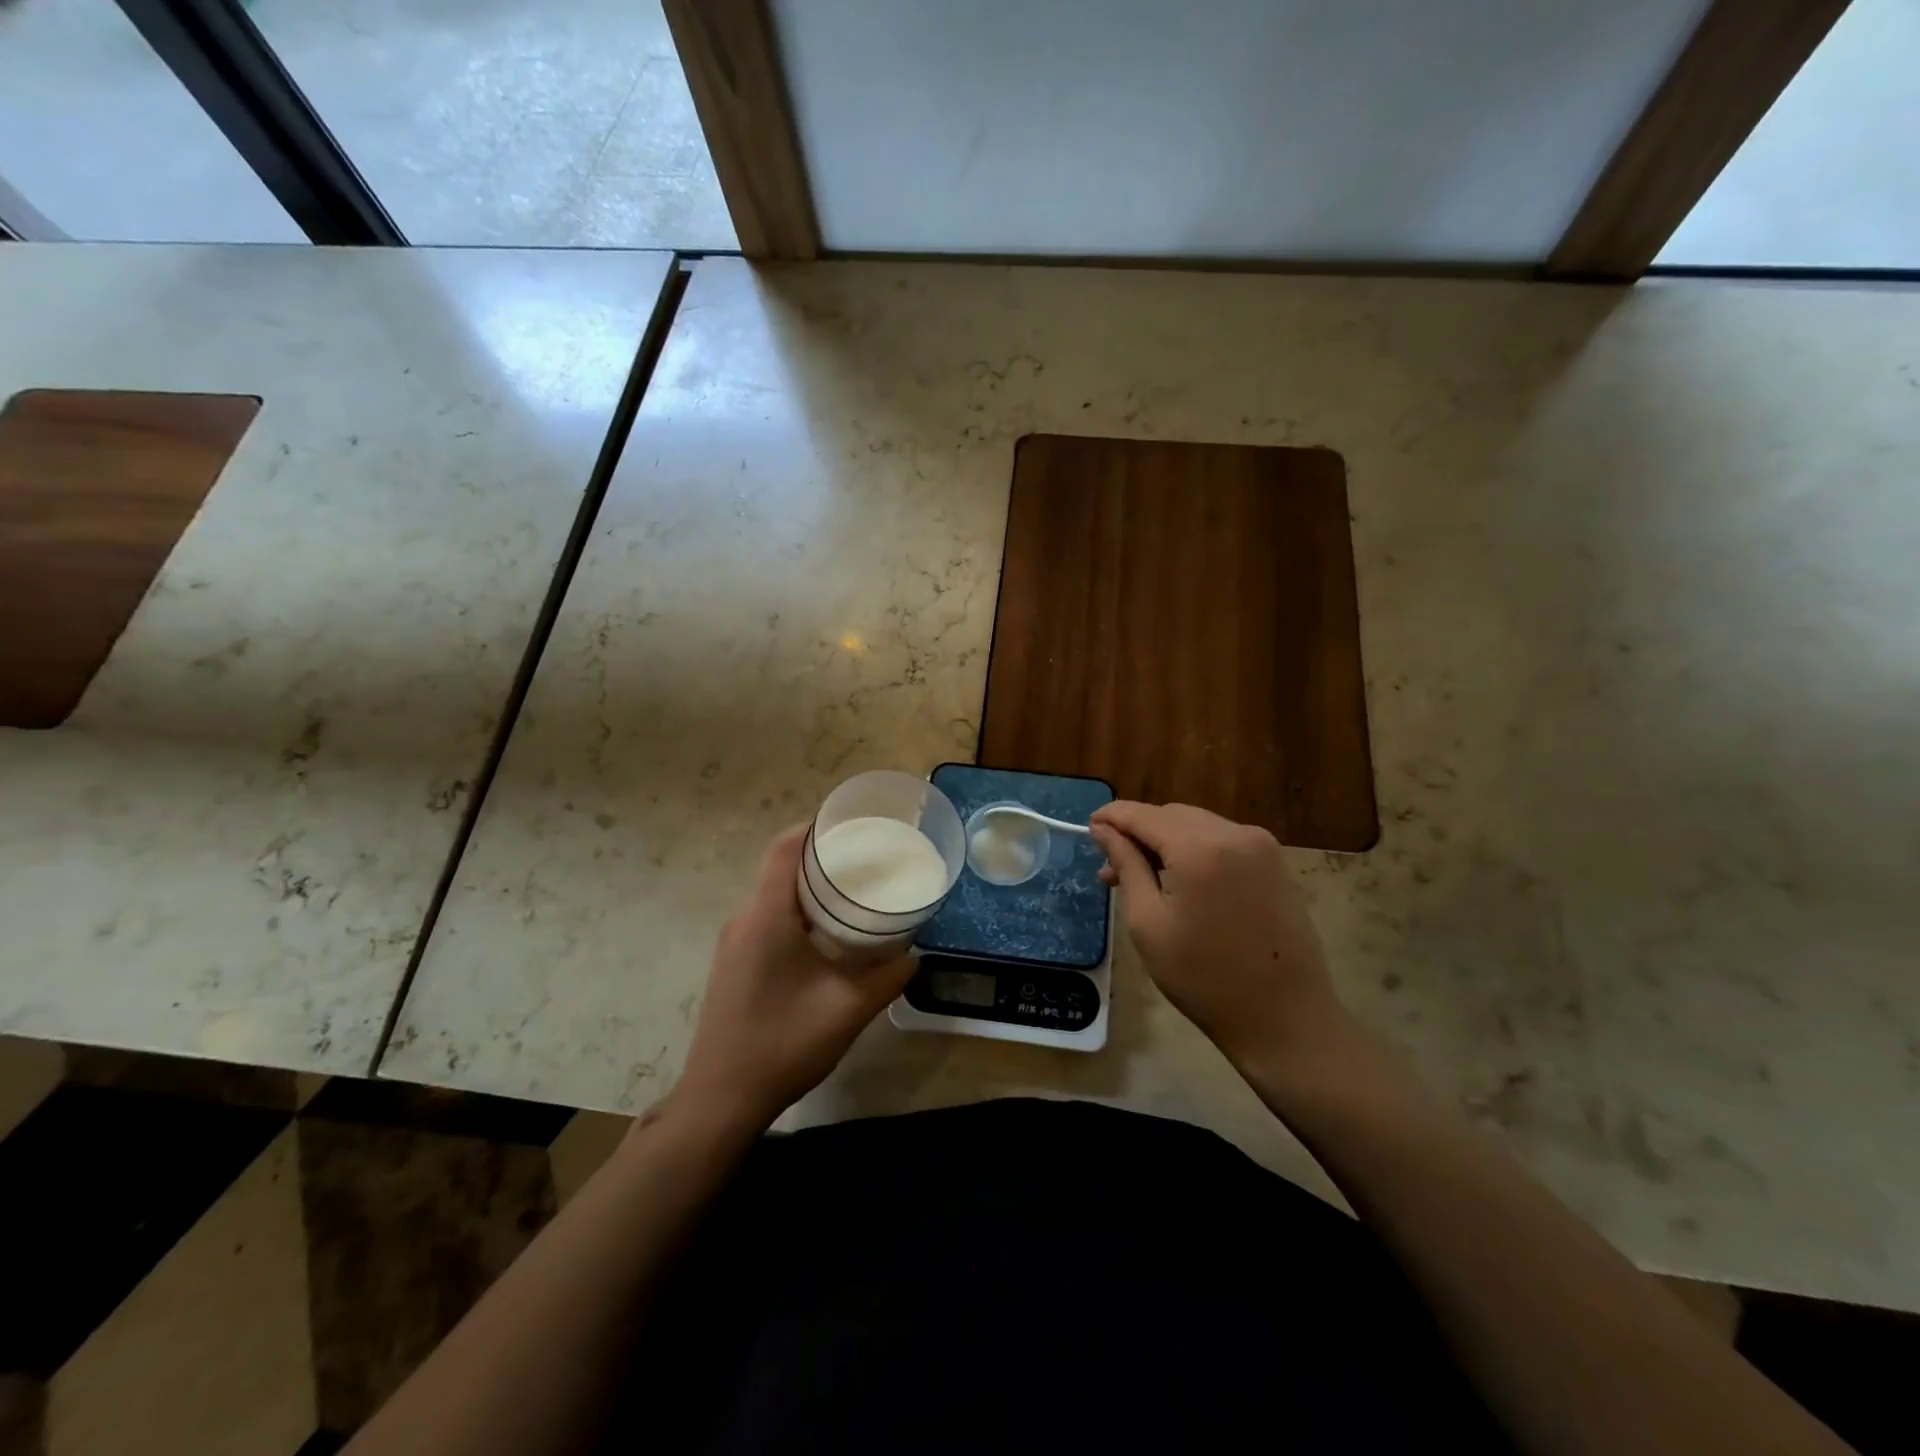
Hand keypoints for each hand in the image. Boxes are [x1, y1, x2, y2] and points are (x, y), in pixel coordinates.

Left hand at [674, 824, 915, 1129]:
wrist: (721, 1098)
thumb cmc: (783, 1043)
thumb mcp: (847, 1008)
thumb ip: (887, 977)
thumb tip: (915, 955)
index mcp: (766, 916)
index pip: (784, 848)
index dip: (815, 827)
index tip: (852, 824)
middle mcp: (744, 919)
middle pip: (779, 866)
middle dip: (821, 855)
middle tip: (866, 858)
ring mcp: (734, 942)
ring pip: (773, 893)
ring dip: (808, 885)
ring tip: (853, 890)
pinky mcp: (733, 962)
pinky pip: (766, 917)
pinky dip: (797, 909)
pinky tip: (826, 932)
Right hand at [1089, 801, 1355, 1074]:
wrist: (1284, 1018)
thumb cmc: (1203, 977)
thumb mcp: (1148, 922)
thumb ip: (1126, 865)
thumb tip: (1103, 829)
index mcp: (1200, 848)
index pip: (1143, 814)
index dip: (1112, 817)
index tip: (1088, 827)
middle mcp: (1235, 833)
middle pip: (1172, 815)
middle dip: (1139, 833)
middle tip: (1111, 869)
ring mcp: (1261, 846)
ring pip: (1197, 826)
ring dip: (1167, 842)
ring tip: (1144, 879)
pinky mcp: (1275, 863)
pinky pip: (1222, 841)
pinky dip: (1195, 851)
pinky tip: (1182, 882)